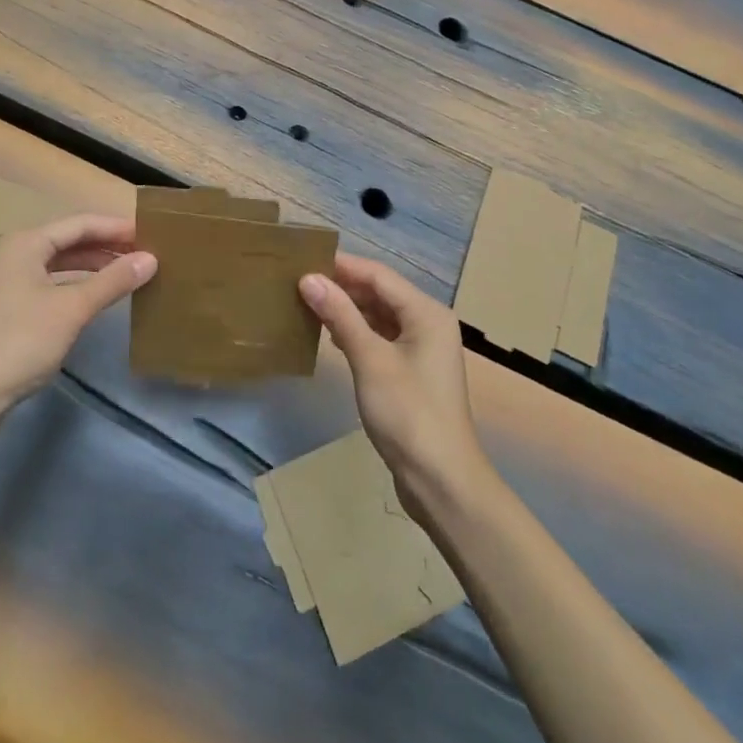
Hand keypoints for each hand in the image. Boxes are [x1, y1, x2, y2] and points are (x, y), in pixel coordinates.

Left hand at [0, 213, 155, 409]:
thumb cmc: (20, 341)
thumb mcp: (72, 309)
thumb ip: (113, 281)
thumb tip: (152, 258)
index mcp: (26, 242)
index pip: (81, 223)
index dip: (117, 227)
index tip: (151, 232)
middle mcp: (18, 252)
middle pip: (72, 240)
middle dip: (108, 246)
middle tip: (147, 252)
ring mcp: (13, 279)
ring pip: (64, 262)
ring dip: (96, 265)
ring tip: (132, 271)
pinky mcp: (14, 304)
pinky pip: (56, 282)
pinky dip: (81, 284)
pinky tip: (102, 294)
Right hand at [300, 254, 485, 519]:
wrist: (442, 482)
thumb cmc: (408, 414)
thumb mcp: (370, 360)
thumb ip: (340, 315)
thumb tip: (308, 278)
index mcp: (426, 312)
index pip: (378, 275)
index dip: (342, 265)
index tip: (303, 260)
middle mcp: (428, 322)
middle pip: (380, 292)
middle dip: (342, 287)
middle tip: (300, 282)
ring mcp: (422, 348)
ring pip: (379, 315)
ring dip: (348, 310)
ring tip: (308, 304)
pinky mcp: (412, 371)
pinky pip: (381, 337)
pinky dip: (357, 333)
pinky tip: (331, 336)